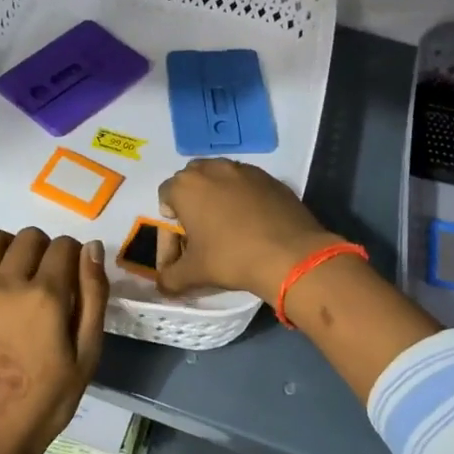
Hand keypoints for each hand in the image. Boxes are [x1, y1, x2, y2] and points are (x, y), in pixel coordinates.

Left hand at [0, 226, 108, 453]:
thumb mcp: (87, 354)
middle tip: (47, 274)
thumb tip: (91, 249)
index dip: (74, 254)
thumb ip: (93, 298)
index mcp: (47, 296)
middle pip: (29, 238)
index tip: (75, 272)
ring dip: (8, 240)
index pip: (64, 247)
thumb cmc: (47, 401)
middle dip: (45, 247)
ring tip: (14, 260)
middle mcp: (8, 284)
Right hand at [156, 160, 342, 306]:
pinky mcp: (271, 179)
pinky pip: (247, 185)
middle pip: (192, 181)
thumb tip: (163, 285)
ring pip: (221, 179)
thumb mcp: (193, 274)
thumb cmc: (231, 258)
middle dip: (191, 203)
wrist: (290, 256)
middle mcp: (213, 169)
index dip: (168, 223)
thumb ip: (170, 278)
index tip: (180, 246)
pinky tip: (253, 224)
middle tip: (199, 232)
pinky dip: (244, 199)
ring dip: (217, 198)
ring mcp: (245, 170)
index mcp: (187, 186)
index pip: (165, 196)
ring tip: (226, 226)